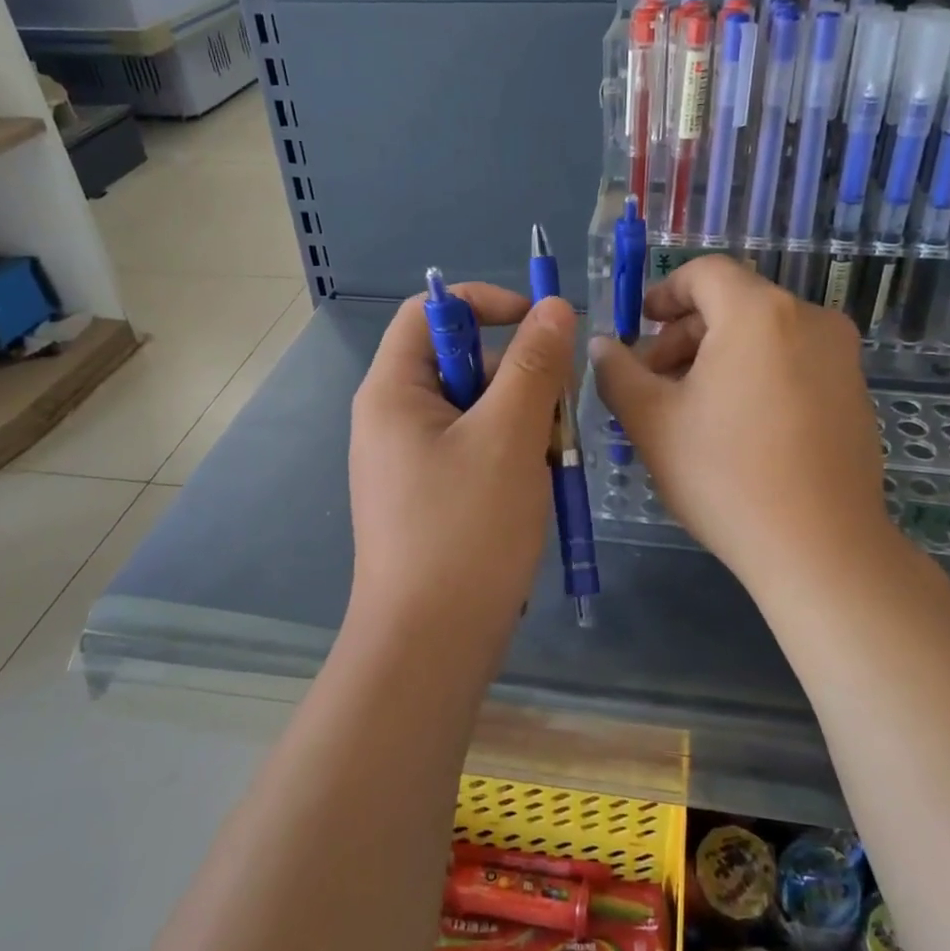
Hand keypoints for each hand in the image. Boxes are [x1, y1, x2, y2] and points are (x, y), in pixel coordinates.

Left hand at [349, 283, 574, 643]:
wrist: (430, 647)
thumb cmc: (465, 530)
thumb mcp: (509, 437)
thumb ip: (534, 365)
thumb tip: (553, 307)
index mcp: (393, 391)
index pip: (431, 312)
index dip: (486, 303)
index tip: (541, 325)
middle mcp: (393, 419)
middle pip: (462, 363)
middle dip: (518, 379)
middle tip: (557, 417)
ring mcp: (411, 461)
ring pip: (478, 411)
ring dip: (522, 424)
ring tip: (548, 466)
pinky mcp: (430, 496)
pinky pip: (476, 451)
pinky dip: (511, 458)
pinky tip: (535, 490)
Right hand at [589, 257, 892, 591]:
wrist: (821, 549)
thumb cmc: (725, 475)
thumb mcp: (652, 421)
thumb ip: (617, 372)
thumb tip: (601, 345)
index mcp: (759, 313)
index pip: (705, 273)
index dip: (664, 292)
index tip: (639, 327)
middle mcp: (809, 319)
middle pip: (734, 304)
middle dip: (684, 335)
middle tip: (651, 381)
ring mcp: (841, 357)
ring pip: (764, 335)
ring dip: (717, 357)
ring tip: (687, 408)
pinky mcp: (855, 393)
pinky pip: (793, 362)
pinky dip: (755, 374)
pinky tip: (735, 426)